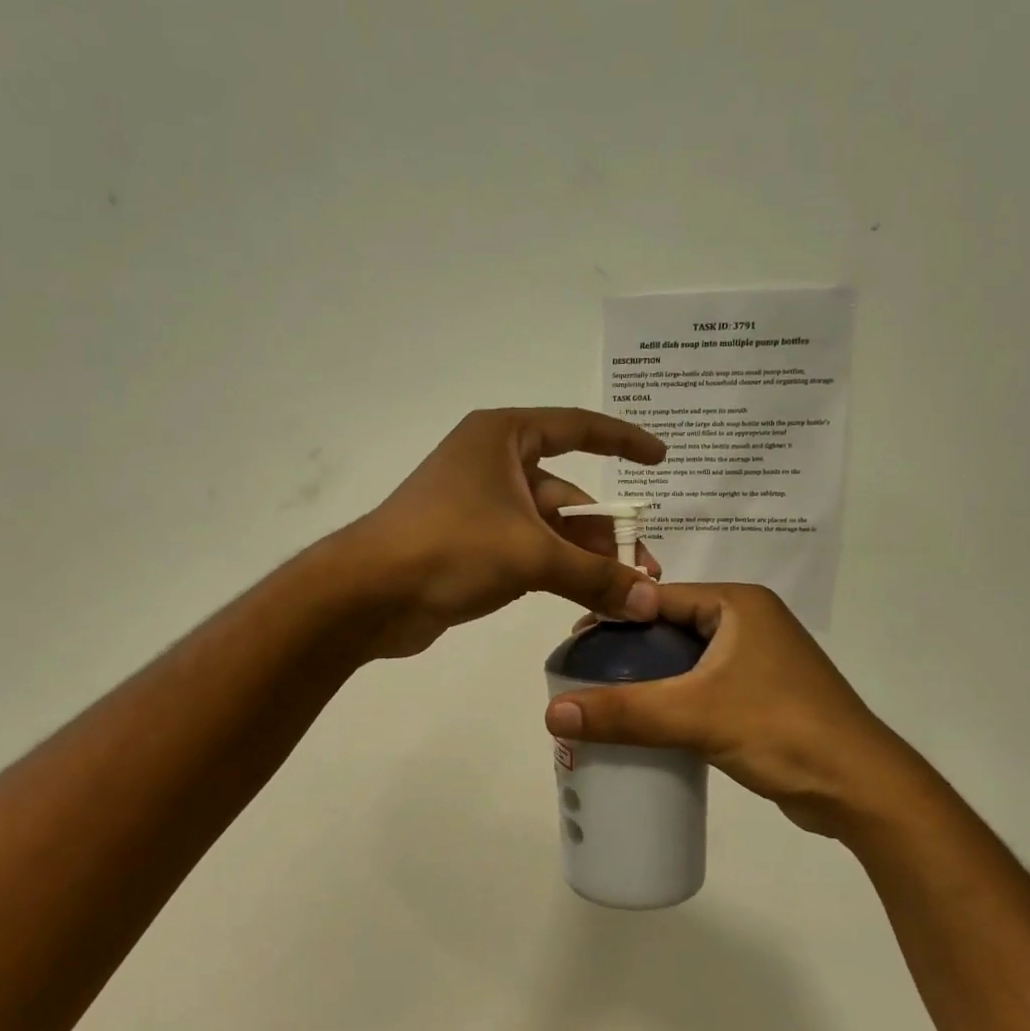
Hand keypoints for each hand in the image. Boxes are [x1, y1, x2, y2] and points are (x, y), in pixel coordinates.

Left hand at [339, 408, 665, 657]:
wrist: (368, 594)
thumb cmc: (449, 547)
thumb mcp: (531, 555)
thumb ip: (595, 576)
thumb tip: (651, 602)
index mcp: (503, 439)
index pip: (577, 428)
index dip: (622, 440)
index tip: (660, 458)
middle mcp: (492, 465)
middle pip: (567, 493)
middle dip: (607, 532)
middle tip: (646, 571)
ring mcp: (480, 508)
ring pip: (549, 529)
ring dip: (586, 559)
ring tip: (626, 594)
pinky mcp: (471, 548)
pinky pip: (529, 553)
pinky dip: (558, 572)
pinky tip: (588, 598)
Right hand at [543, 584, 935, 837]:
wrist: (861, 789)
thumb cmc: (781, 731)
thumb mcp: (695, 716)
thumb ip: (624, 713)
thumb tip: (551, 714)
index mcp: (738, 605)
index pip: (658, 597)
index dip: (613, 616)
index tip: (572, 645)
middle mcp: (749, 622)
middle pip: (669, 628)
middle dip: (627, 651)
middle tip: (582, 676)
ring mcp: (758, 660)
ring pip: (686, 661)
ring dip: (649, 678)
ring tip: (604, 700)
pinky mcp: (762, 695)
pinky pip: (703, 687)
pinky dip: (674, 700)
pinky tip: (646, 722)